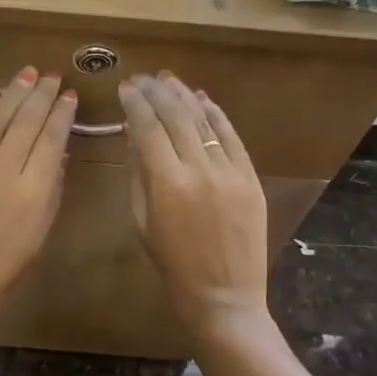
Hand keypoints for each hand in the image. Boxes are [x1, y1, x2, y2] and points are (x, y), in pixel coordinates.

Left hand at [0, 67, 76, 341]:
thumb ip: (50, 193)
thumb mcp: (37, 238)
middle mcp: (3, 170)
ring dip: (13, 95)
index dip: (61, 114)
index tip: (69, 95)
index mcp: (33, 191)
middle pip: (25, 122)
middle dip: (40, 95)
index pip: (51, 139)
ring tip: (26, 75)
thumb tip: (57, 155)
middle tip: (50, 75)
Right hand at [120, 73, 270, 339]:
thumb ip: (138, 175)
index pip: (147, 128)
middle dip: (157, 92)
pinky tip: (202, 99)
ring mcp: (230, 172)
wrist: (224, 297)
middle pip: (176, 116)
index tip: (125, 87)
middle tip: (144, 78)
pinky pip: (232, 137)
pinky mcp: (251, 178)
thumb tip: (134, 135)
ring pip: (205, 121)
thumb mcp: (141, 222)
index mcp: (167, 184)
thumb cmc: (172, 265)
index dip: (135, 104)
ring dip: (185, 96)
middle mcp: (200, 169)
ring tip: (169, 80)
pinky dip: (217, 115)